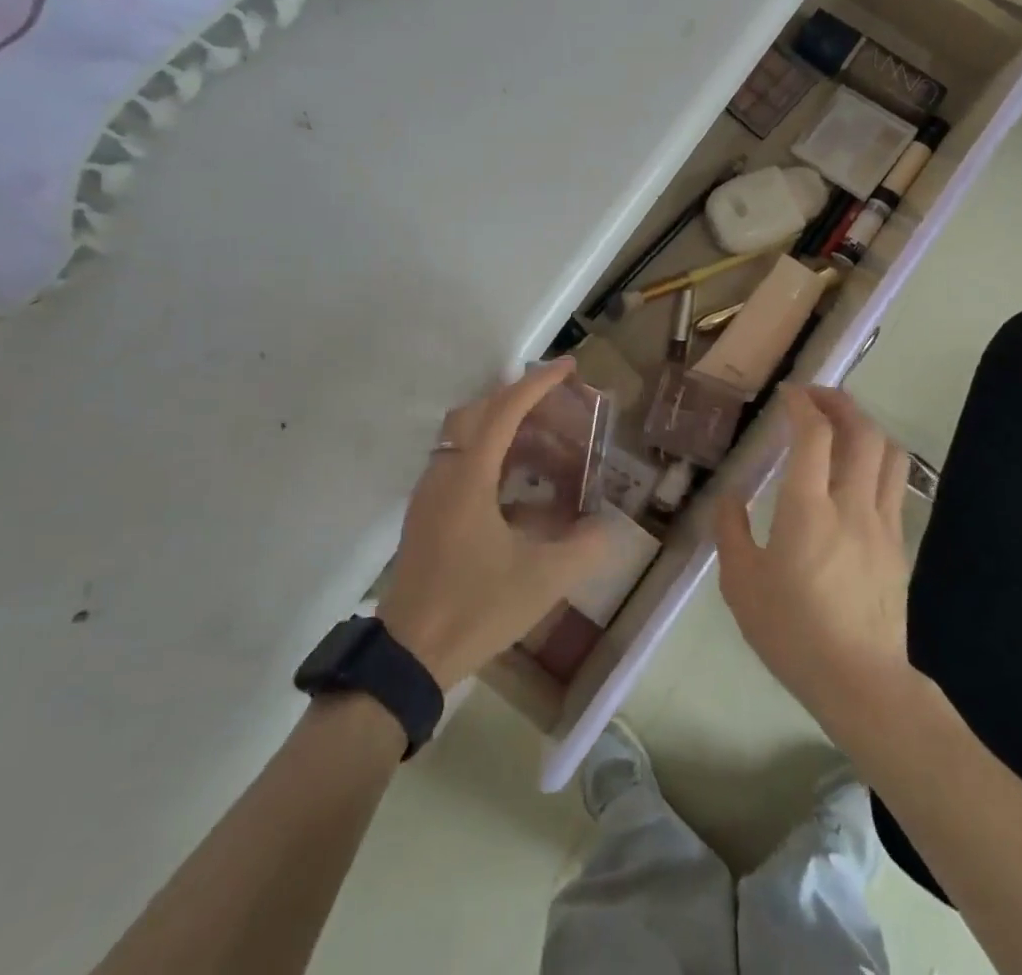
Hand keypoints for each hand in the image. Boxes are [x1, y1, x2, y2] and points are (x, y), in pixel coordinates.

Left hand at [379, 358, 612, 691]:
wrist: (409, 655)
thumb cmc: (475, 608)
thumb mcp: (542, 580)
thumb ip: (585, 548)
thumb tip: (612, 526)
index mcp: (468, 476)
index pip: (505, 410)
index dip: (538, 383)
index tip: (569, 366)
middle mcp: (445, 472)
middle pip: (480, 413)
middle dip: (521, 402)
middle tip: (560, 409)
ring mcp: (431, 492)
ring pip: (468, 438)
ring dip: (507, 433)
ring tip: (550, 451)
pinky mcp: (428, 514)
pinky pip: (462, 465)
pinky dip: (495, 462)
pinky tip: (525, 493)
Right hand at [715, 385, 913, 739]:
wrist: (860, 682)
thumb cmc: (792, 632)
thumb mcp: (741, 583)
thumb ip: (731, 531)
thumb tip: (730, 498)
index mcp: (807, 509)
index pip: (814, 435)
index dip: (802, 404)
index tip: (787, 394)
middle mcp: (851, 505)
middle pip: (862, 432)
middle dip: (839, 402)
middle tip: (814, 397)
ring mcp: (882, 524)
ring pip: (889, 454)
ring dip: (865, 427)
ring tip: (841, 425)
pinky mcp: (898, 545)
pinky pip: (894, 485)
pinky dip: (876, 461)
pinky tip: (856, 472)